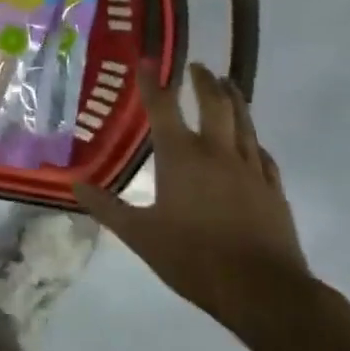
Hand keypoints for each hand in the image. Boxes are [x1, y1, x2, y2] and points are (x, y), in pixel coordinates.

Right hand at [74, 63, 311, 334]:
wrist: (264, 291)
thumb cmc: (194, 258)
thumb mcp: (139, 235)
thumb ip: (107, 207)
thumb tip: (75, 184)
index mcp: (181, 157)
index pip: (163, 108)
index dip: (152, 82)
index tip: (147, 60)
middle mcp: (218, 153)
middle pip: (214, 104)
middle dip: (204, 81)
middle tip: (198, 66)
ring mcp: (251, 169)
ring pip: (244, 123)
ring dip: (234, 99)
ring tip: (229, 83)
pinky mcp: (273, 189)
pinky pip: (263, 154)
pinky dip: (253, 139)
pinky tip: (253, 142)